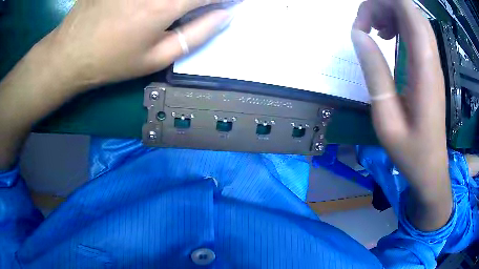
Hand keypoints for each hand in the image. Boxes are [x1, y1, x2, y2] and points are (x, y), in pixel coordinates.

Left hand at [0, 0, 235, 168]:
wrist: (70, 53)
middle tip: (205, 7)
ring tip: (176, 11)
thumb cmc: (112, 61)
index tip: (234, 2)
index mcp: (168, 4)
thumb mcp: (156, 58)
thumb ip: (197, 34)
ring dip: (183, 0)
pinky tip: (152, 9)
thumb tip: (225, 15)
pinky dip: (163, 0)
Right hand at [352, 0, 451, 230]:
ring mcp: (433, 61)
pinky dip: (398, 25)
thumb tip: (358, 35)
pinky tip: (386, 38)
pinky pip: (415, 31)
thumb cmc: (411, 151)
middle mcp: (431, 58)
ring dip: (389, 14)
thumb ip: (375, 73)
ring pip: (412, 17)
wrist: (431, 168)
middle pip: (409, 10)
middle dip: (383, 6)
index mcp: (424, 68)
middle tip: (365, 26)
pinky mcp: (430, 66)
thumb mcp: (387, 119)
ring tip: (374, 31)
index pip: (408, 11)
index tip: (362, 23)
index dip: (383, 3)